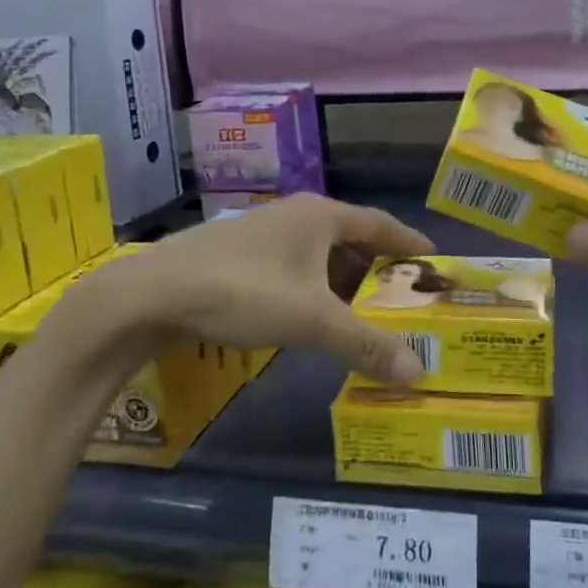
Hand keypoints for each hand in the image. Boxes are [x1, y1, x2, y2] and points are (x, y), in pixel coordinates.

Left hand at [78, 195, 433, 383]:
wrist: (153, 293)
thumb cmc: (243, 292)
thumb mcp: (312, 321)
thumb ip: (366, 344)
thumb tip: (419, 372)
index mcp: (321, 216)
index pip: (381, 223)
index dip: (409, 241)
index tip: (434, 258)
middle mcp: (296, 214)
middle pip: (351, 236)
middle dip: (377, 266)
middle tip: (400, 296)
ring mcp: (264, 231)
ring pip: (319, 251)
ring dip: (343, 278)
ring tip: (360, 310)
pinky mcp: (239, 252)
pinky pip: (294, 264)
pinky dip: (313, 285)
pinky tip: (309, 313)